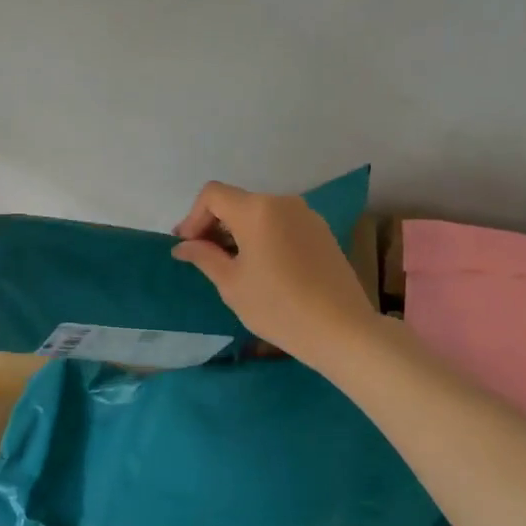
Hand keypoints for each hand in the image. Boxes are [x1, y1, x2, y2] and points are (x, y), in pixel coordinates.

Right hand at [172, 182, 377, 366]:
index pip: (213, 195)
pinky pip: (281, 224)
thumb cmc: (278, 307)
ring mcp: (307, 216)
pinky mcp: (322, 232)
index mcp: (256, 209)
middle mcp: (282, 202)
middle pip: (237, 202)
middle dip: (214, 225)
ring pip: (260, 213)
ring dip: (239, 232)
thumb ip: (204, 257)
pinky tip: (263, 267)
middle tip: (203, 257)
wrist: (342, 330)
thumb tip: (183, 245)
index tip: (188, 246)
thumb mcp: (232, 284)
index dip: (193, 217)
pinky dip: (263, 236)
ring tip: (232, 265)